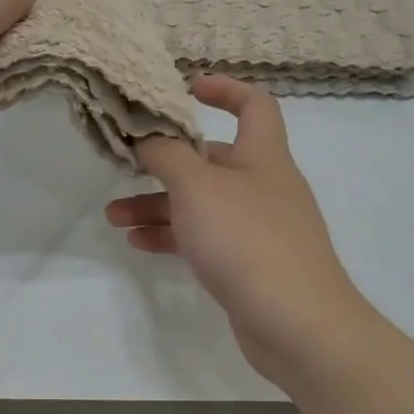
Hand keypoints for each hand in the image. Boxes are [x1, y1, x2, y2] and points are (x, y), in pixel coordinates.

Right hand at [105, 75, 374, 388]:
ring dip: (158, 204)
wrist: (299, 326)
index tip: (187, 87)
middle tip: (126, 166)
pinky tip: (138, 242)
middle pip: (212, 159)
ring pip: (201, 203)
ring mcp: (258, 228)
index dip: (224, 88)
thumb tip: (148, 137)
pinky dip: (173, 235)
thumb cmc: (248, 240)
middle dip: (166, 161)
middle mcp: (263, 186)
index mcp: (263, 155)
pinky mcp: (249, 264)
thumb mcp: (197, 187)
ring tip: (113, 216)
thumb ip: (167, 154)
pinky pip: (205, 238)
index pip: (254, 104)